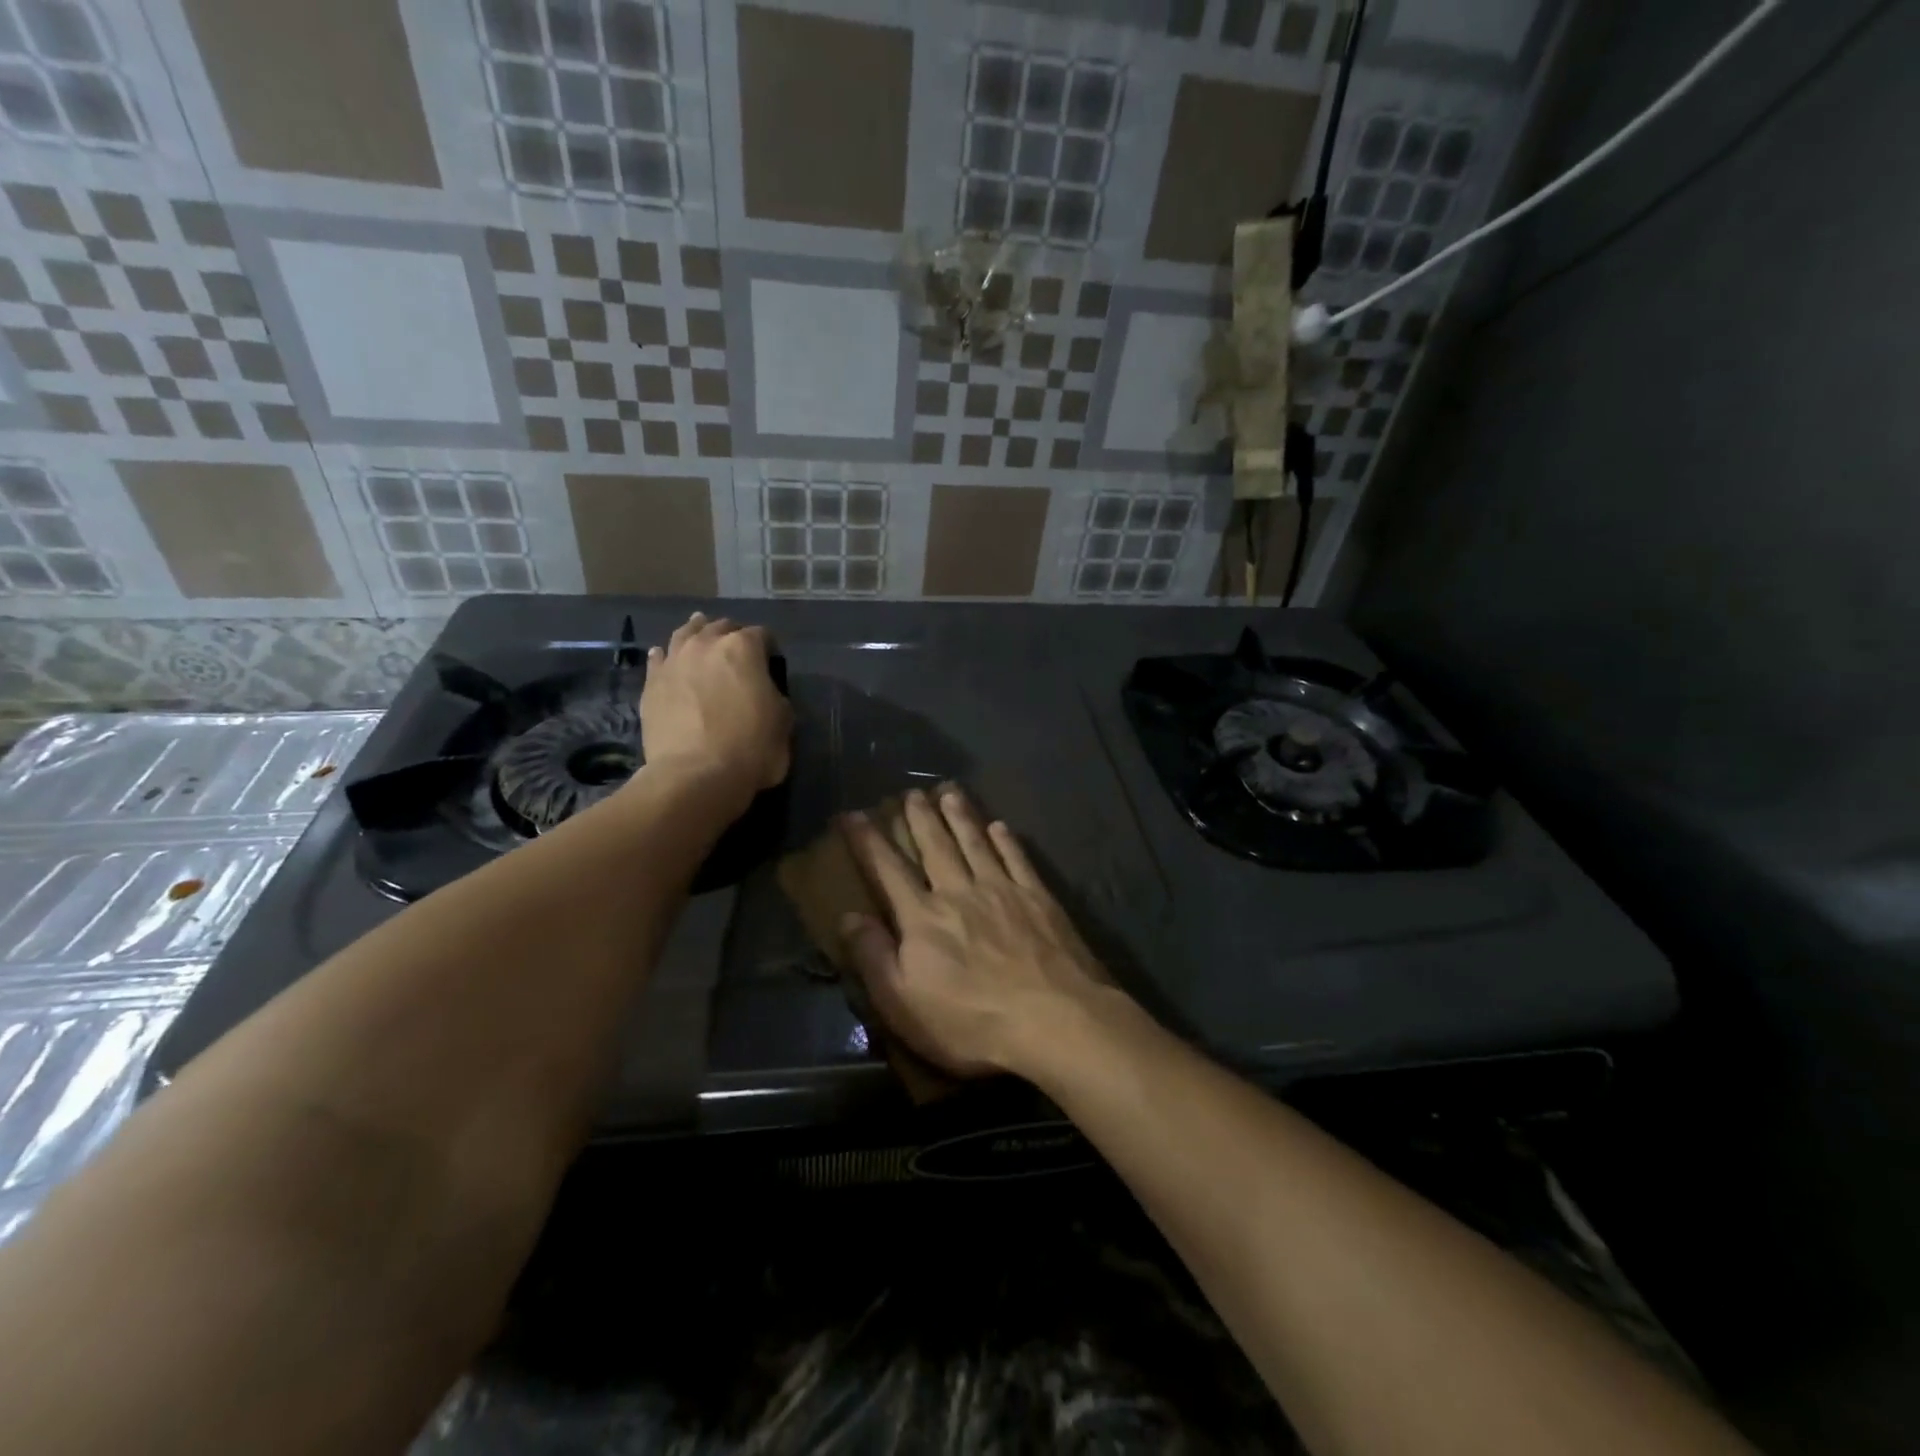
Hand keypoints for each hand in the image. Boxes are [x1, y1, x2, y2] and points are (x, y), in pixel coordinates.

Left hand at [640, 612, 791, 797]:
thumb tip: (766, 695)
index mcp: (743, 649)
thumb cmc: (751, 749)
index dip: (769, 648)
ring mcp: (674, 661)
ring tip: (700, 636)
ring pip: (685, 634)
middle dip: (732, 636)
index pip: (761, 635)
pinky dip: (666, 656)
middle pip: (721, 627)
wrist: (695, 775)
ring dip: (696, 633)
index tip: (772, 663)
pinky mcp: (652, 684)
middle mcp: (706, 645)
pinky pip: (658, 658)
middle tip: (738, 654)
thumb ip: (776, 698)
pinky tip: (666, 657)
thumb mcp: (784, 723)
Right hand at [838, 787, 1114, 1079]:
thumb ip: (874, 957)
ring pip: (975, 842)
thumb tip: (848, 916)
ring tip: (949, 792)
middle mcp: (959, 892)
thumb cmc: (972, 1022)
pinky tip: (1000, 826)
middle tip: (911, 792)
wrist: (1054, 1019)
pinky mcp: (1038, 898)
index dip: (867, 841)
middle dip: (920, 817)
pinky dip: (1006, 840)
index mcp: (923, 918)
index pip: (887, 870)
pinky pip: (1017, 858)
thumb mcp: (904, 1004)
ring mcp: (1002, 890)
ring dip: (960, 816)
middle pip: (935, 846)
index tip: (853, 813)